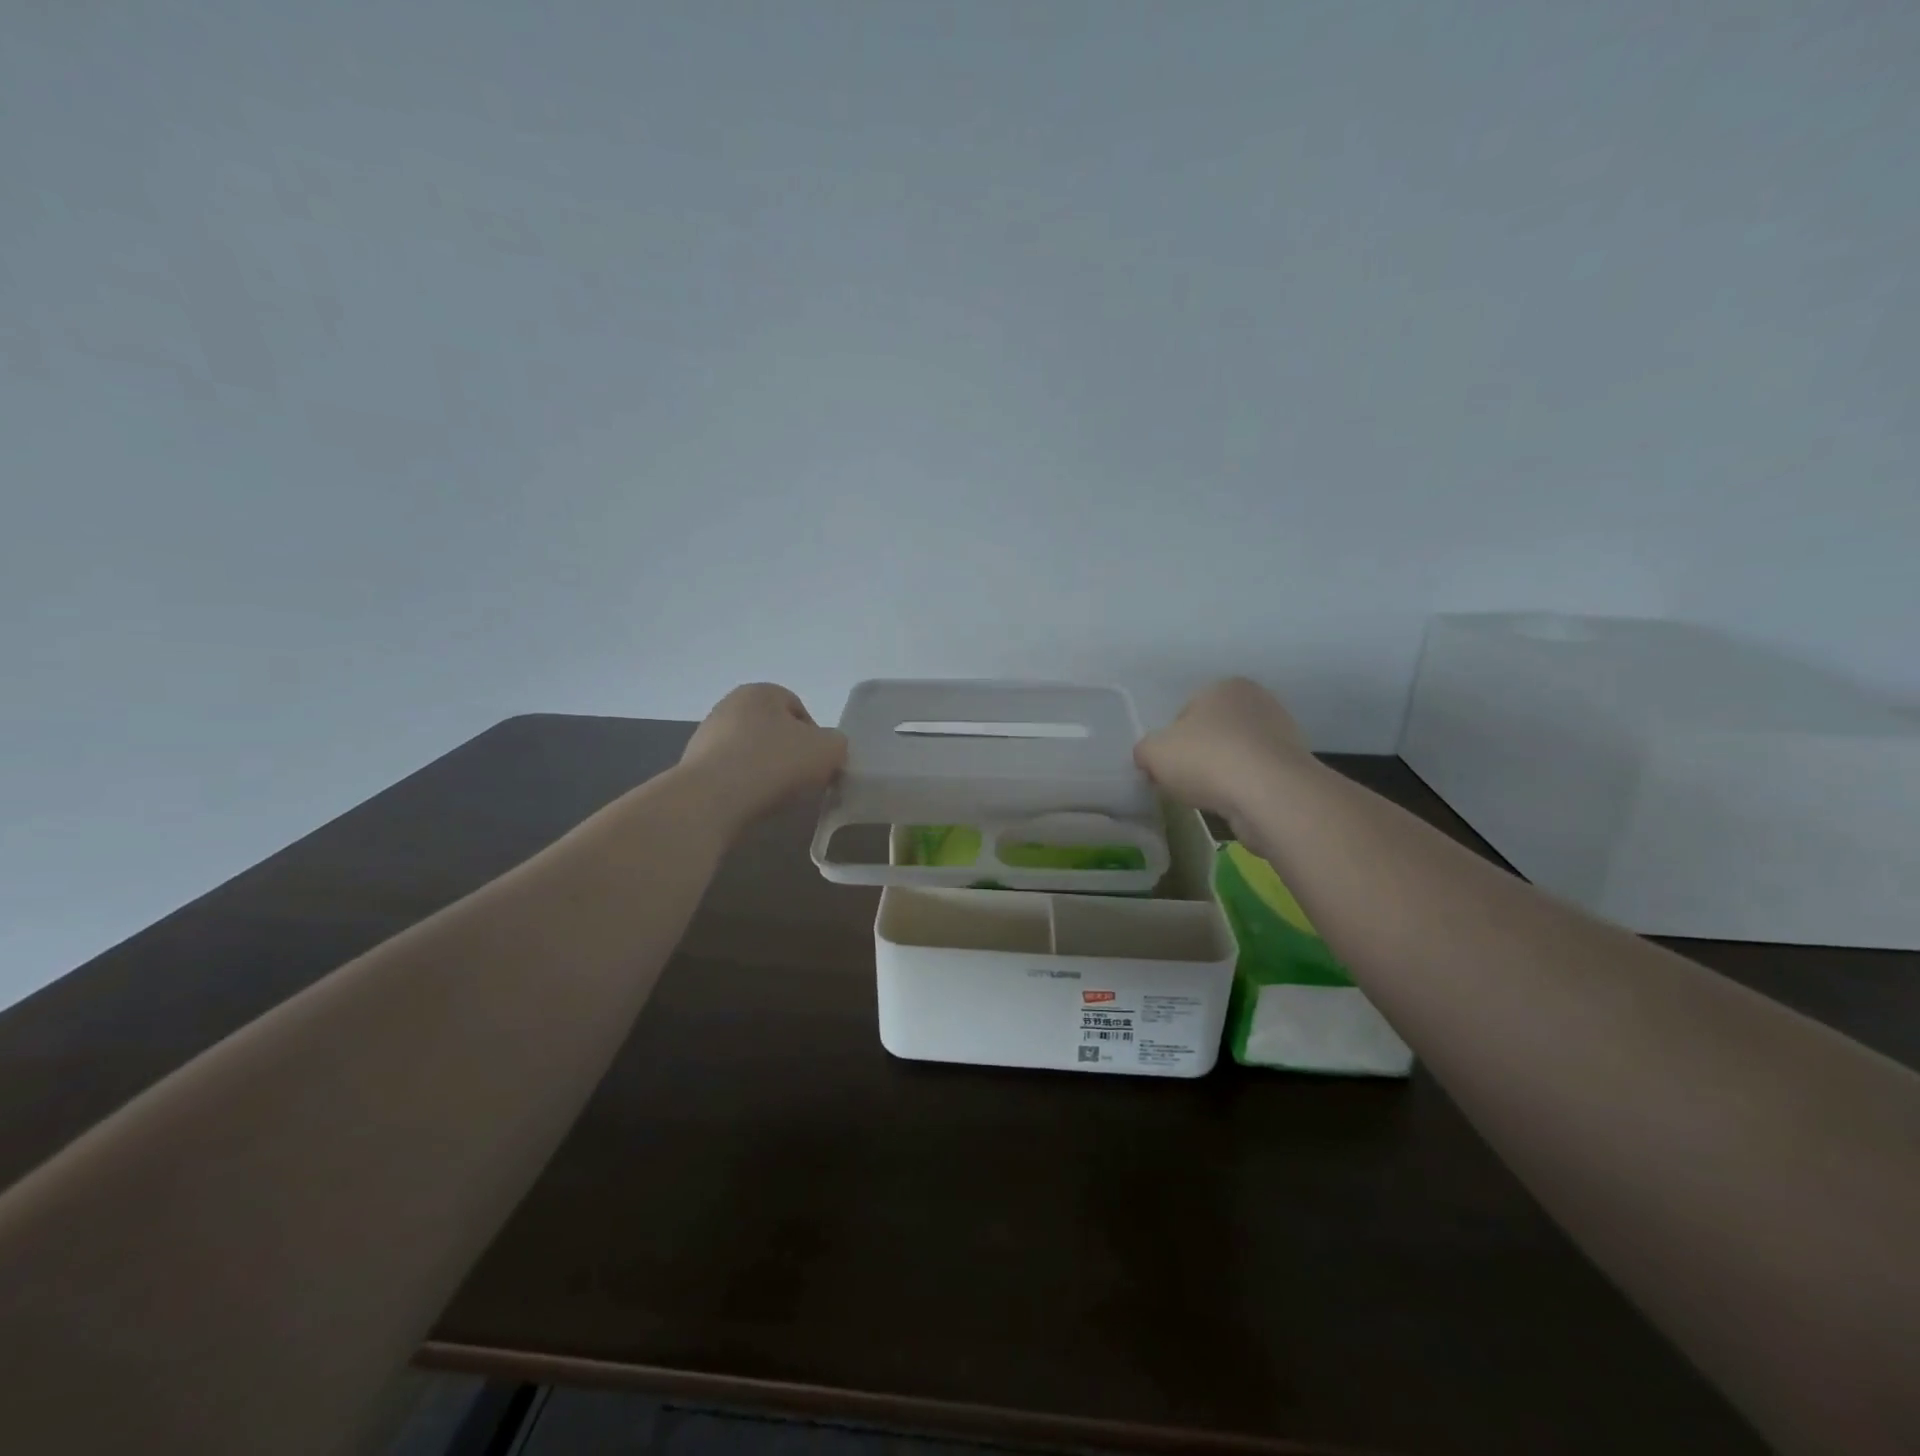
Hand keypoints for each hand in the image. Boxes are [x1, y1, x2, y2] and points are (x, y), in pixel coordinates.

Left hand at [678, 684, 847, 832]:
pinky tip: (751, 804)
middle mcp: (729, 706)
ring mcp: (706, 737)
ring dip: (766, 771)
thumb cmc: (773, 763)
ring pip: (752, 753)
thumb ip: (837, 744)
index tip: (819, 763)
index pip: (798, 709)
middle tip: (802, 780)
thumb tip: (827, 750)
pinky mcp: (693, 768)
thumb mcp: (828, 750)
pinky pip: (731, 775)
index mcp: (760, 692)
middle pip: (774, 731)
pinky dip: (744, 787)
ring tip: (776, 796)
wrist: (711, 800)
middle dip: (789, 754)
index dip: (815, 737)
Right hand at [1134, 678, 1311, 824]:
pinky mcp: (1295, 766)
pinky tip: (1235, 804)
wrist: (1270, 794)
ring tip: (1210, 797)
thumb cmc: (1207, 759)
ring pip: (1236, 755)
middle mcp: (1258, 701)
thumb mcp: (1153, 752)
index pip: (1186, 713)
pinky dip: (1243, 789)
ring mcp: (1282, 733)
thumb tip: (1150, 759)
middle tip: (1184, 782)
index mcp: (1224, 686)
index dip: (1171, 742)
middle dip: (1198, 756)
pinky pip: (1256, 776)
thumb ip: (1144, 750)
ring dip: (1222, 773)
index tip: (1166, 766)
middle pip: (1212, 733)